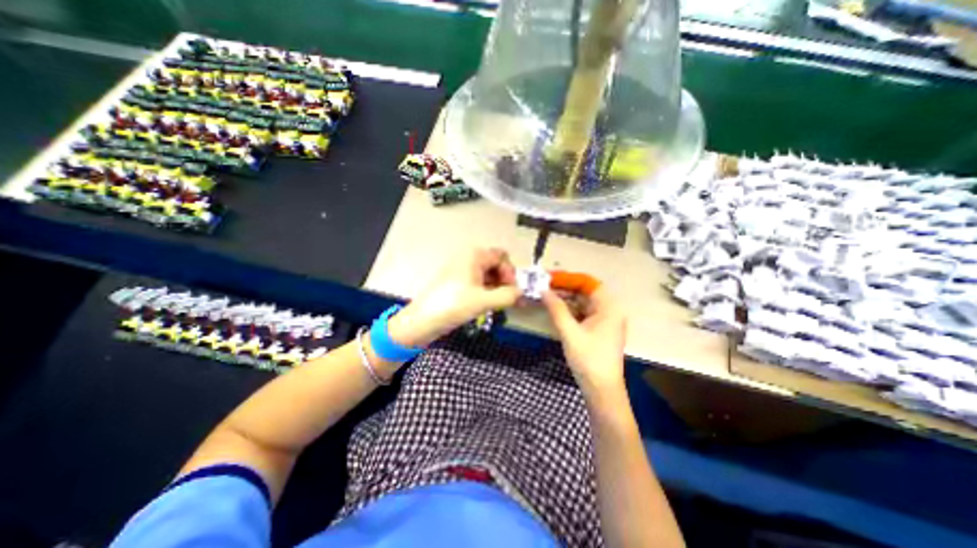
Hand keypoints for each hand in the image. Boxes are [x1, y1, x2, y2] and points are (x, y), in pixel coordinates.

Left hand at [392, 245, 522, 345]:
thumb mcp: (484, 301)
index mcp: (475, 255)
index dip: (510, 272)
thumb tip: (520, 293)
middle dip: (505, 280)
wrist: (423, 320)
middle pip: (496, 264)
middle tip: (510, 299)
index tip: (513, 291)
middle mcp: (469, 257)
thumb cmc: (454, 305)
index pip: (502, 257)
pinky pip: (478, 281)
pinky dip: (487, 290)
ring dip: (497, 287)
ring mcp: (462, 269)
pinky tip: (490, 303)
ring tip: (501, 304)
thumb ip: (508, 295)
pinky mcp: (458, 281)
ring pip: (488, 274)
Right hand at [543, 285, 624, 394]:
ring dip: (565, 298)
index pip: (588, 283)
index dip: (569, 278)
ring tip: (546, 294)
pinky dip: (569, 309)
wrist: (602, 391)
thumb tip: (543, 290)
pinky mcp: (597, 330)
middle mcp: (609, 310)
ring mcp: (604, 321)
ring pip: (583, 302)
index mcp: (609, 308)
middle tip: (544, 285)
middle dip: (565, 287)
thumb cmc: (589, 360)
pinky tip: (555, 308)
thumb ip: (557, 309)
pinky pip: (582, 313)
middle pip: (585, 292)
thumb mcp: (570, 333)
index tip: (550, 277)